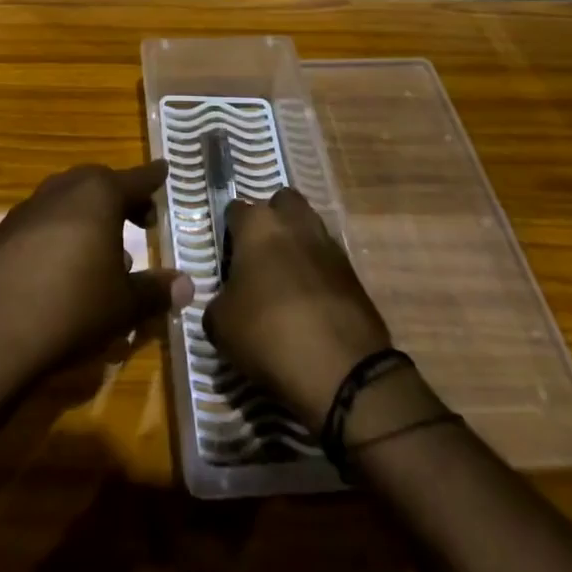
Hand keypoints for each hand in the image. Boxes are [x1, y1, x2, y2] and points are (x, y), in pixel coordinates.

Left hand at [0, 163, 193, 389]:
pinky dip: (59, 234)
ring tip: (104, 251)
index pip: (135, 179)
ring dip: (89, 217)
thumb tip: (187, 285)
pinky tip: (62, 269)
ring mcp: (26, 210)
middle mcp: (61, 190)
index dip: (152, 178)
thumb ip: (156, 290)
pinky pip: (41, 223)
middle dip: (121, 197)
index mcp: (97, 194)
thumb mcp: (124, 304)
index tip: (164, 169)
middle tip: (140, 219)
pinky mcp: (1, 235)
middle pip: (98, 183)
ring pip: (67, 201)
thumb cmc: (72, 308)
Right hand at [204, 189, 391, 429]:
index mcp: (258, 225)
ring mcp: (328, 244)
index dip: (229, 231)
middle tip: (260, 254)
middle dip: (272, 219)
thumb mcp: (221, 325)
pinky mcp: (353, 272)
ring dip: (297, 243)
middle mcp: (294, 222)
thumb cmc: (268, 333)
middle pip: (281, 202)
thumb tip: (227, 301)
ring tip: (285, 278)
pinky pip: (328, 259)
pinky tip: (309, 301)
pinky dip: (318, 271)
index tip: (226, 255)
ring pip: (309, 227)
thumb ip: (218, 301)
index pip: (236, 209)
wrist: (341, 369)